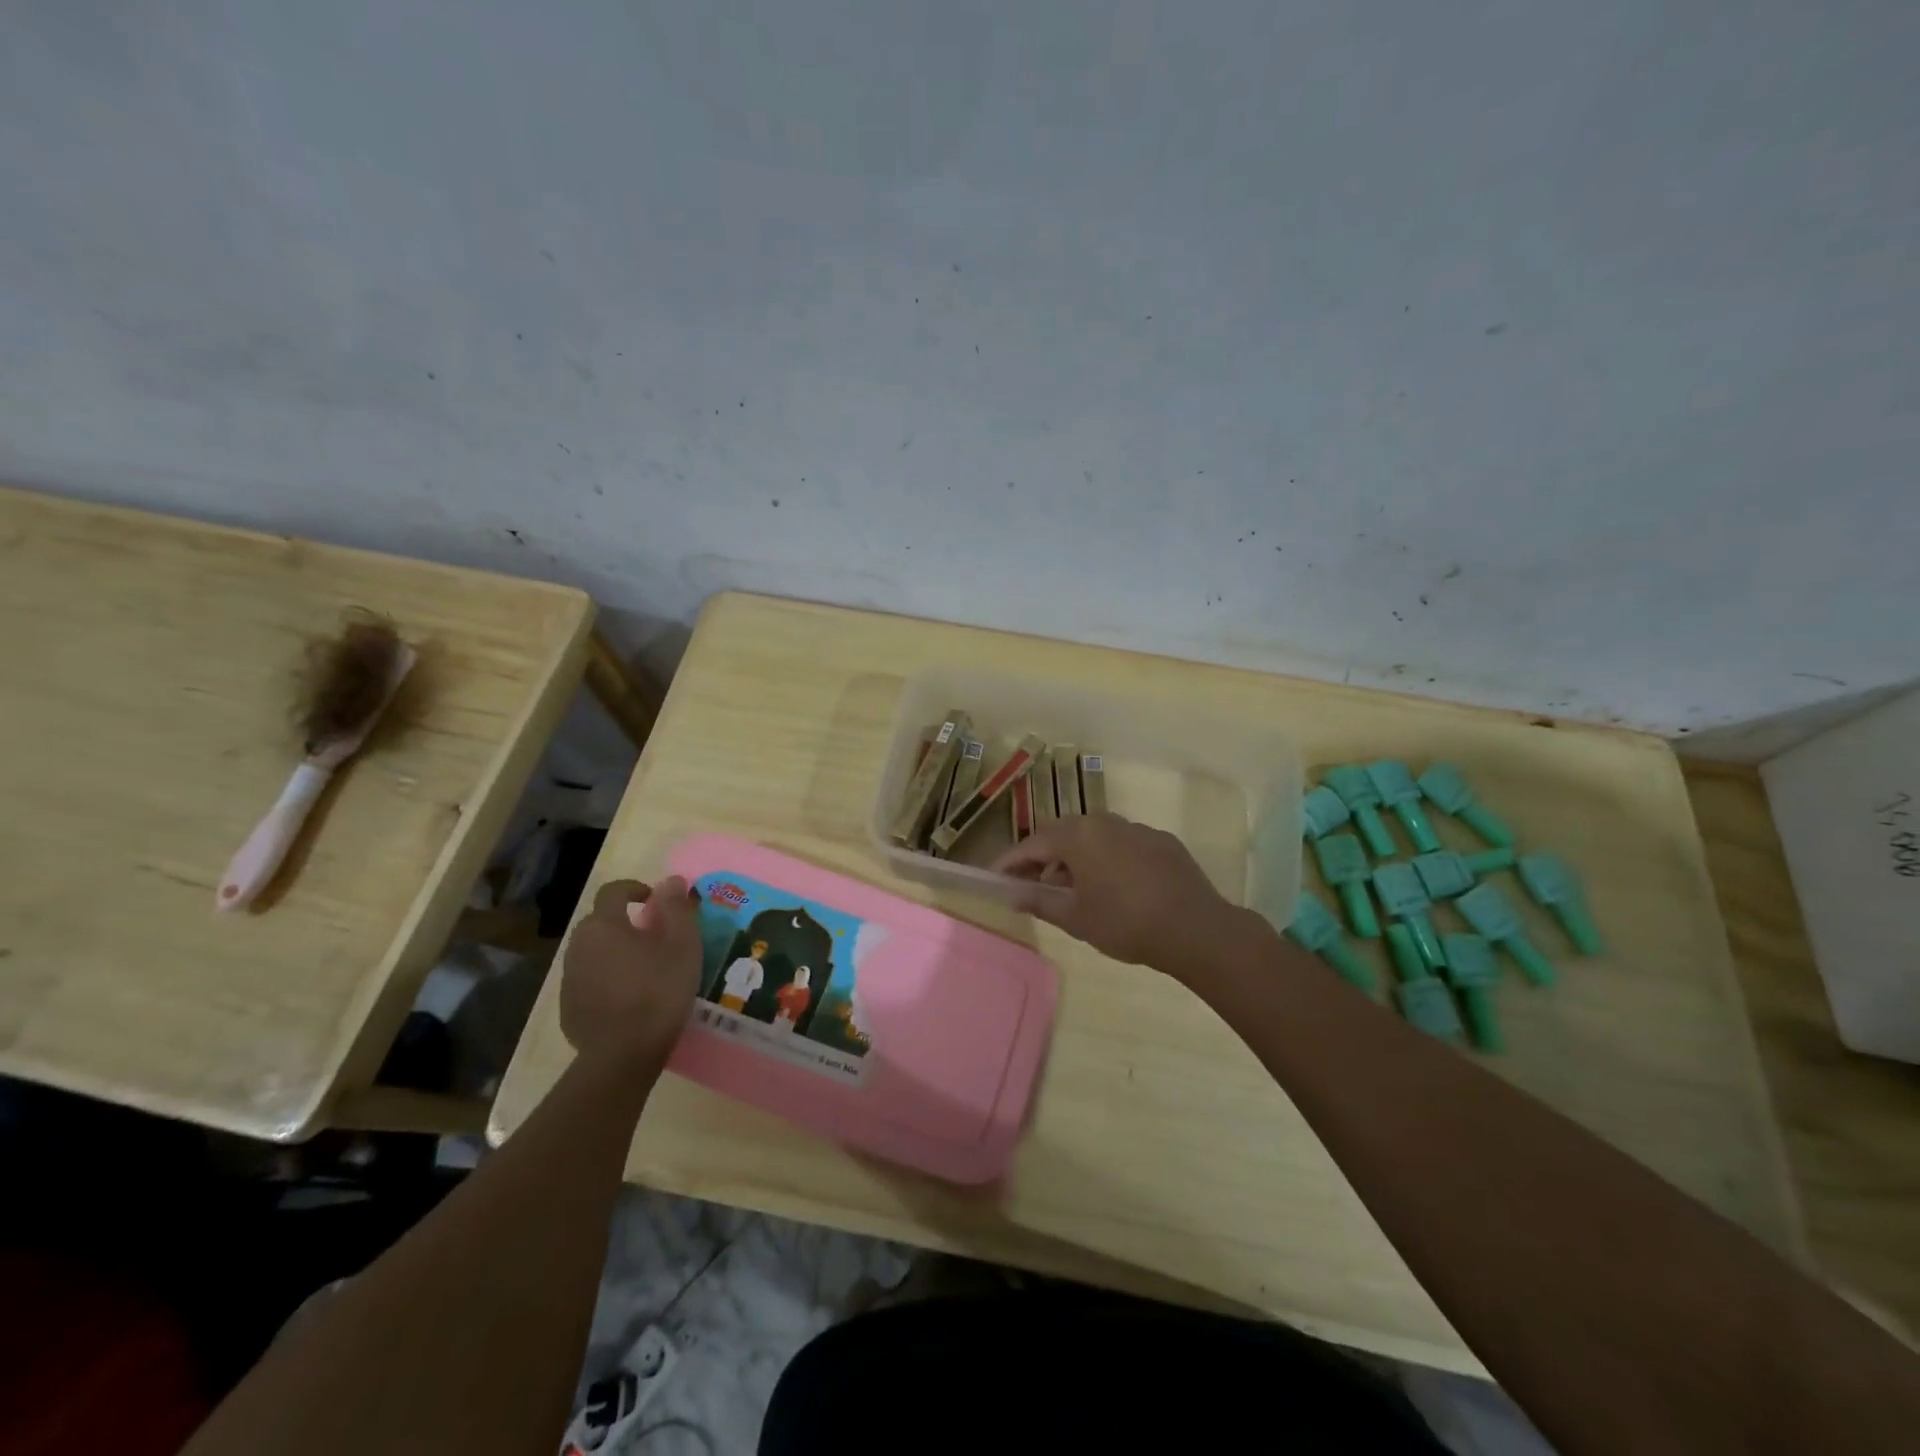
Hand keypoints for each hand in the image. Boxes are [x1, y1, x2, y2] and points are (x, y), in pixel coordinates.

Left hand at [560, 876, 702, 1072]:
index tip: (655, 901)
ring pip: (594, 952)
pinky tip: (629, 999)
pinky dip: (607, 979)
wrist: (622, 1056)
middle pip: (601, 922)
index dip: (634, 889)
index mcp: (604, 925)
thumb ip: (676, 908)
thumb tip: (670, 880)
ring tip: (644, 970)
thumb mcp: (682, 946)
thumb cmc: (658, 991)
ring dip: (615, 951)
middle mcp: (579, 945)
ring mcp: (569, 978)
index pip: (613, 891)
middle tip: (655, 938)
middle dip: (625, 923)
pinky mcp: (568, 1007)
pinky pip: (589, 980)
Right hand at [992, 812, 1241, 972]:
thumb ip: (1039, 901)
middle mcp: (1104, 822)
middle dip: (1042, 858)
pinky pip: (1122, 844)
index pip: (1032, 844)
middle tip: (1030, 884)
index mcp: (1078, 835)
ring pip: (1094, 838)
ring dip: (1075, 858)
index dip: (1011, 862)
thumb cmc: (1124, 922)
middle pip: (1062, 835)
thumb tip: (1012, 894)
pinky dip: (1106, 859)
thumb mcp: (1075, 917)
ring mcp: (1136, 828)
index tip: (995, 877)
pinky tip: (1112, 886)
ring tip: (1071, 889)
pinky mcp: (1161, 841)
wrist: (1195, 928)